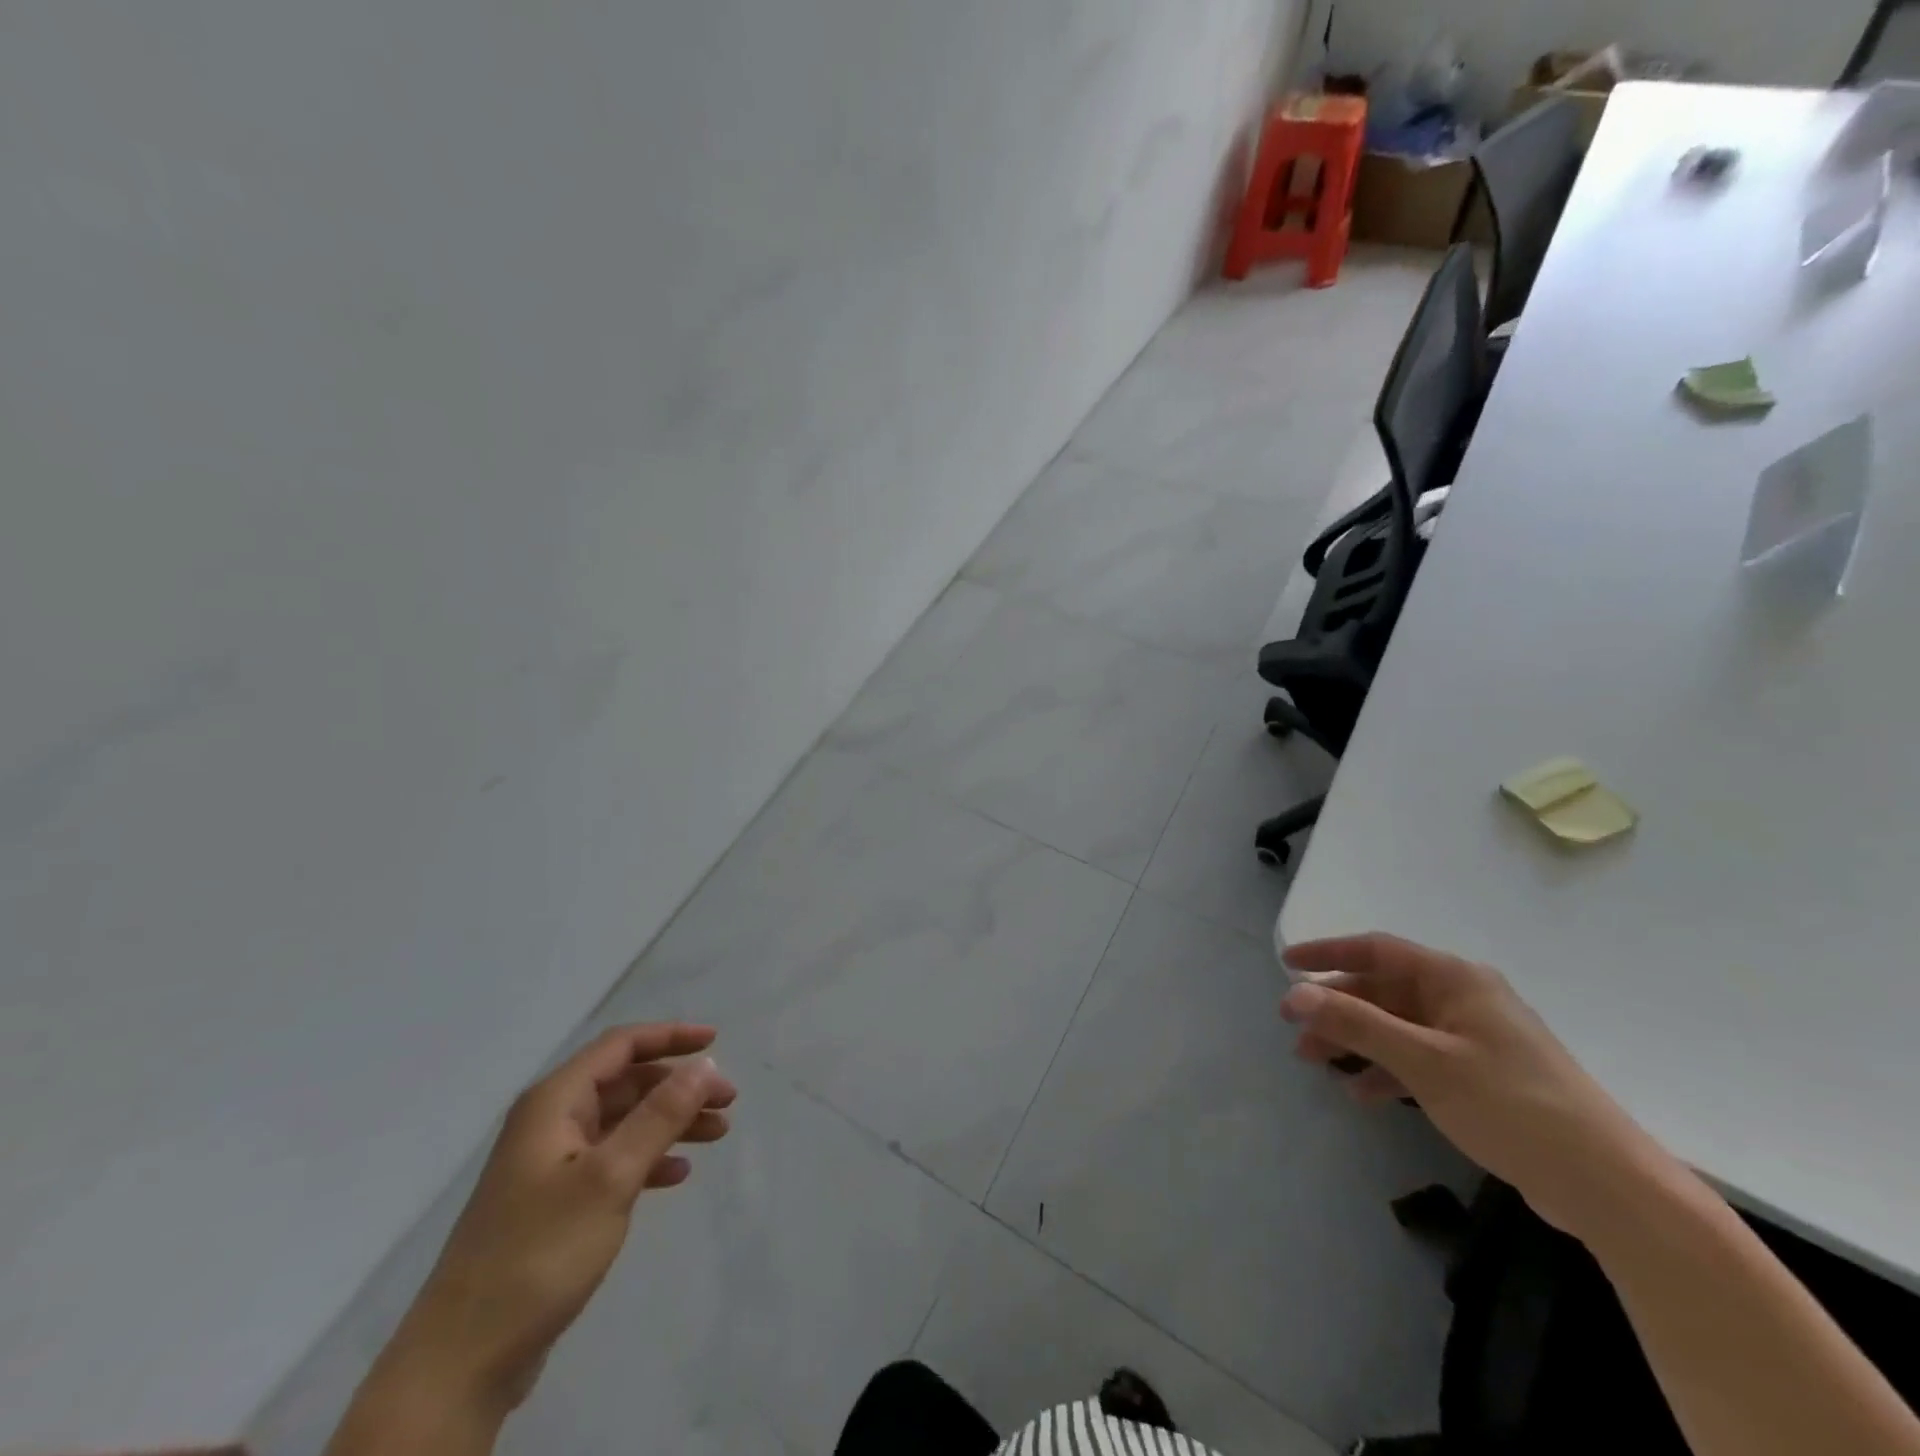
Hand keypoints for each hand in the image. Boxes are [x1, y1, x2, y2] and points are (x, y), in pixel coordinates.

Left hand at [371, 1024, 735, 1418]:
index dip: (670, 1036)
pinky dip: (648, 1160)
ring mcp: (550, 1164)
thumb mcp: (610, 1177)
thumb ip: (660, 1115)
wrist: (462, 1361)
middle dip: (679, 1086)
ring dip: (671, 1122)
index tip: (717, 1041)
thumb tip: (705, 1064)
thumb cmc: (539, 1253)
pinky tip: (677, 1176)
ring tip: (717, 1134)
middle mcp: (550, 1122)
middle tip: (728, 1101)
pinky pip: (613, 1161)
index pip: (621, 1046)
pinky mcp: (554, 1204)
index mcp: (554, 1103)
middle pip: (626, 1083)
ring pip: (624, 1122)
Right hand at [1280, 933, 1657, 1236]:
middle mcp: (1464, 998)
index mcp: (1455, 979)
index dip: (1328, 953)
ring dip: (1354, 1040)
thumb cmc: (1511, 1106)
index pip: (1377, 950)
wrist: (1606, 1186)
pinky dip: (1385, 1070)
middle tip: (1292, 1027)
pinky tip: (1360, 1093)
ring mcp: (1474, 1038)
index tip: (1286, 965)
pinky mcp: (1481, 1076)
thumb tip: (1296, 993)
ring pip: (1396, 1026)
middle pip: (1383, 990)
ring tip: (1313, 1061)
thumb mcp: (1424, 1061)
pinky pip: (1417, 1059)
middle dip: (1335, 1007)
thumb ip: (1357, 1023)